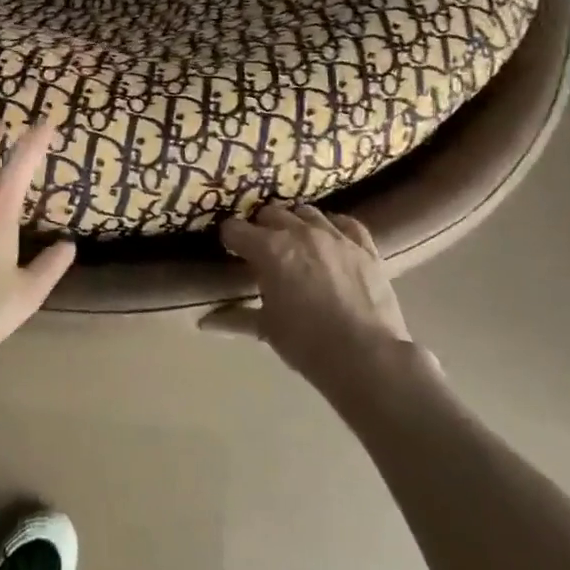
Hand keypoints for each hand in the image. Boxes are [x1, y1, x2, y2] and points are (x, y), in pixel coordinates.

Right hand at [203, 204, 417, 386]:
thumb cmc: (307, 343)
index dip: (230, 238)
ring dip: (295, 222)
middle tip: (262, 248)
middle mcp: (299, 232)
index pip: (236, 229)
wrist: (366, 357)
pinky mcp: (364, 246)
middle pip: (271, 213)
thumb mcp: (267, 329)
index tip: (231, 248)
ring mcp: (335, 236)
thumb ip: (235, 317)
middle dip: (262, 227)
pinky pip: (346, 222)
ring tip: (295, 240)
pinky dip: (334, 226)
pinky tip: (331, 238)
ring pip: (306, 212)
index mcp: (269, 249)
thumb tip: (203, 322)